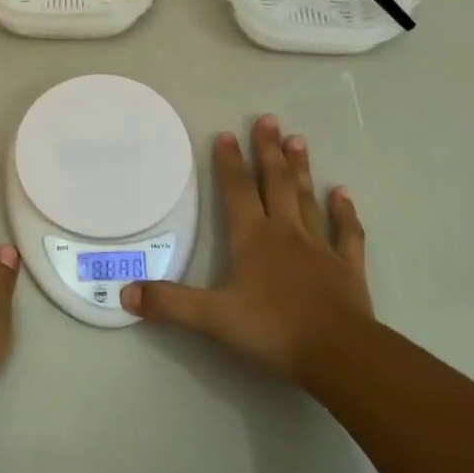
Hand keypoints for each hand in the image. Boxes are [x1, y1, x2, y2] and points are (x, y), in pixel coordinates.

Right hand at [120, 115, 372, 383]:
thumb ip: (169, 303)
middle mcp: (286, 233)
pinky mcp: (347, 268)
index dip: (229, 162)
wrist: (339, 353)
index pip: (237, 191)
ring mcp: (320, 248)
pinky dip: (344, 212)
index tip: (227, 133)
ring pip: (307, 199)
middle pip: (276, 183)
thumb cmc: (272, 331)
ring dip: (301, 170)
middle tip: (269, 119)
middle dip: (268, 151)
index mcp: (253, 238)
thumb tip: (125, 294)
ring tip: (298, 140)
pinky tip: (343, 193)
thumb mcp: (212, 319)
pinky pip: (346, 232)